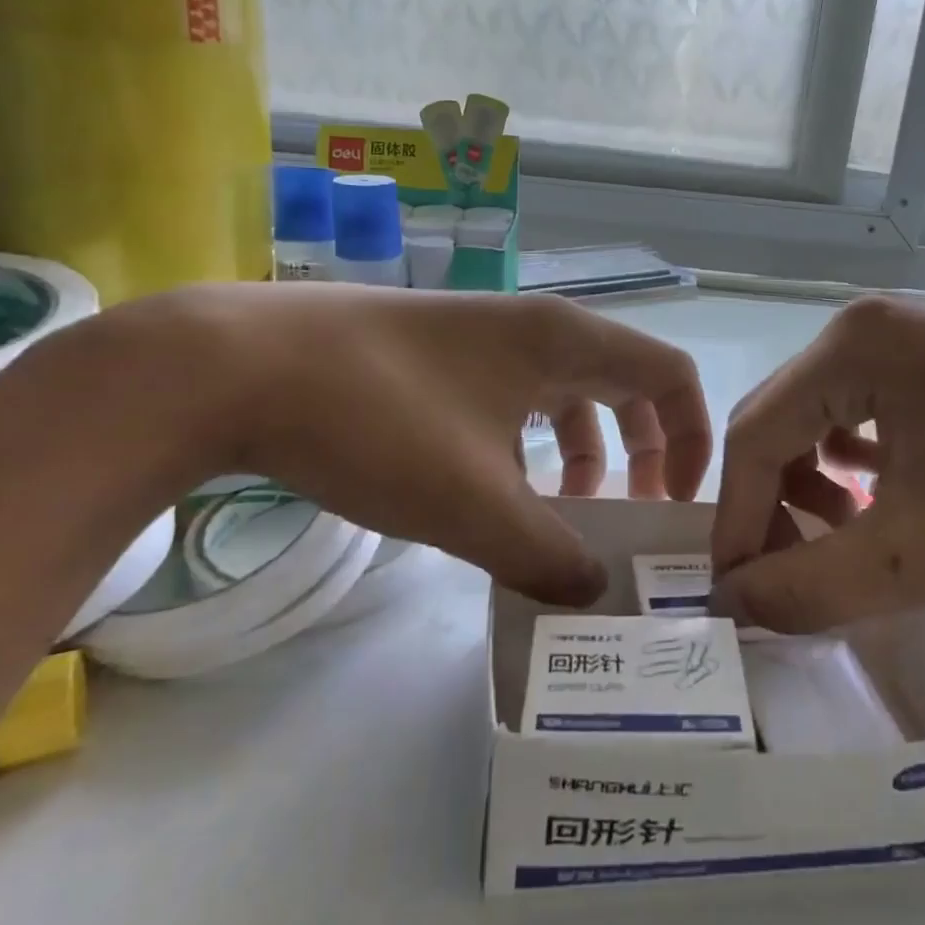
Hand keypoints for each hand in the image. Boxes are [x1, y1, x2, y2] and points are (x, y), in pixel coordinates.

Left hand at [147, 285, 709, 605]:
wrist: (232, 366)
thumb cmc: (376, 421)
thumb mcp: (474, 505)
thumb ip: (547, 556)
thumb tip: (591, 596)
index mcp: (564, 341)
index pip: (670, 375)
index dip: (692, 437)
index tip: (673, 504)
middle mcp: (533, 327)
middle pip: (623, 383)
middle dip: (641, 452)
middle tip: (628, 516)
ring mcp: (480, 336)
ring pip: (563, 394)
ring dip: (580, 454)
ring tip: (558, 516)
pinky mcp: (435, 355)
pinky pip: (512, 399)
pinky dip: (525, 447)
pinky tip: (491, 493)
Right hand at [709, 294, 924, 631]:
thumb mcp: (915, 558)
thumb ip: (807, 587)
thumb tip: (731, 605)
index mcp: (851, 346)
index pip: (756, 436)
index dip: (737, 520)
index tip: (733, 594)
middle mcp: (863, 326)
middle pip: (779, 422)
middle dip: (770, 503)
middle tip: (780, 574)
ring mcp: (901, 337)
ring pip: (813, 419)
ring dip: (804, 485)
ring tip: (831, 539)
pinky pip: (856, 411)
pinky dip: (845, 462)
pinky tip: (862, 500)